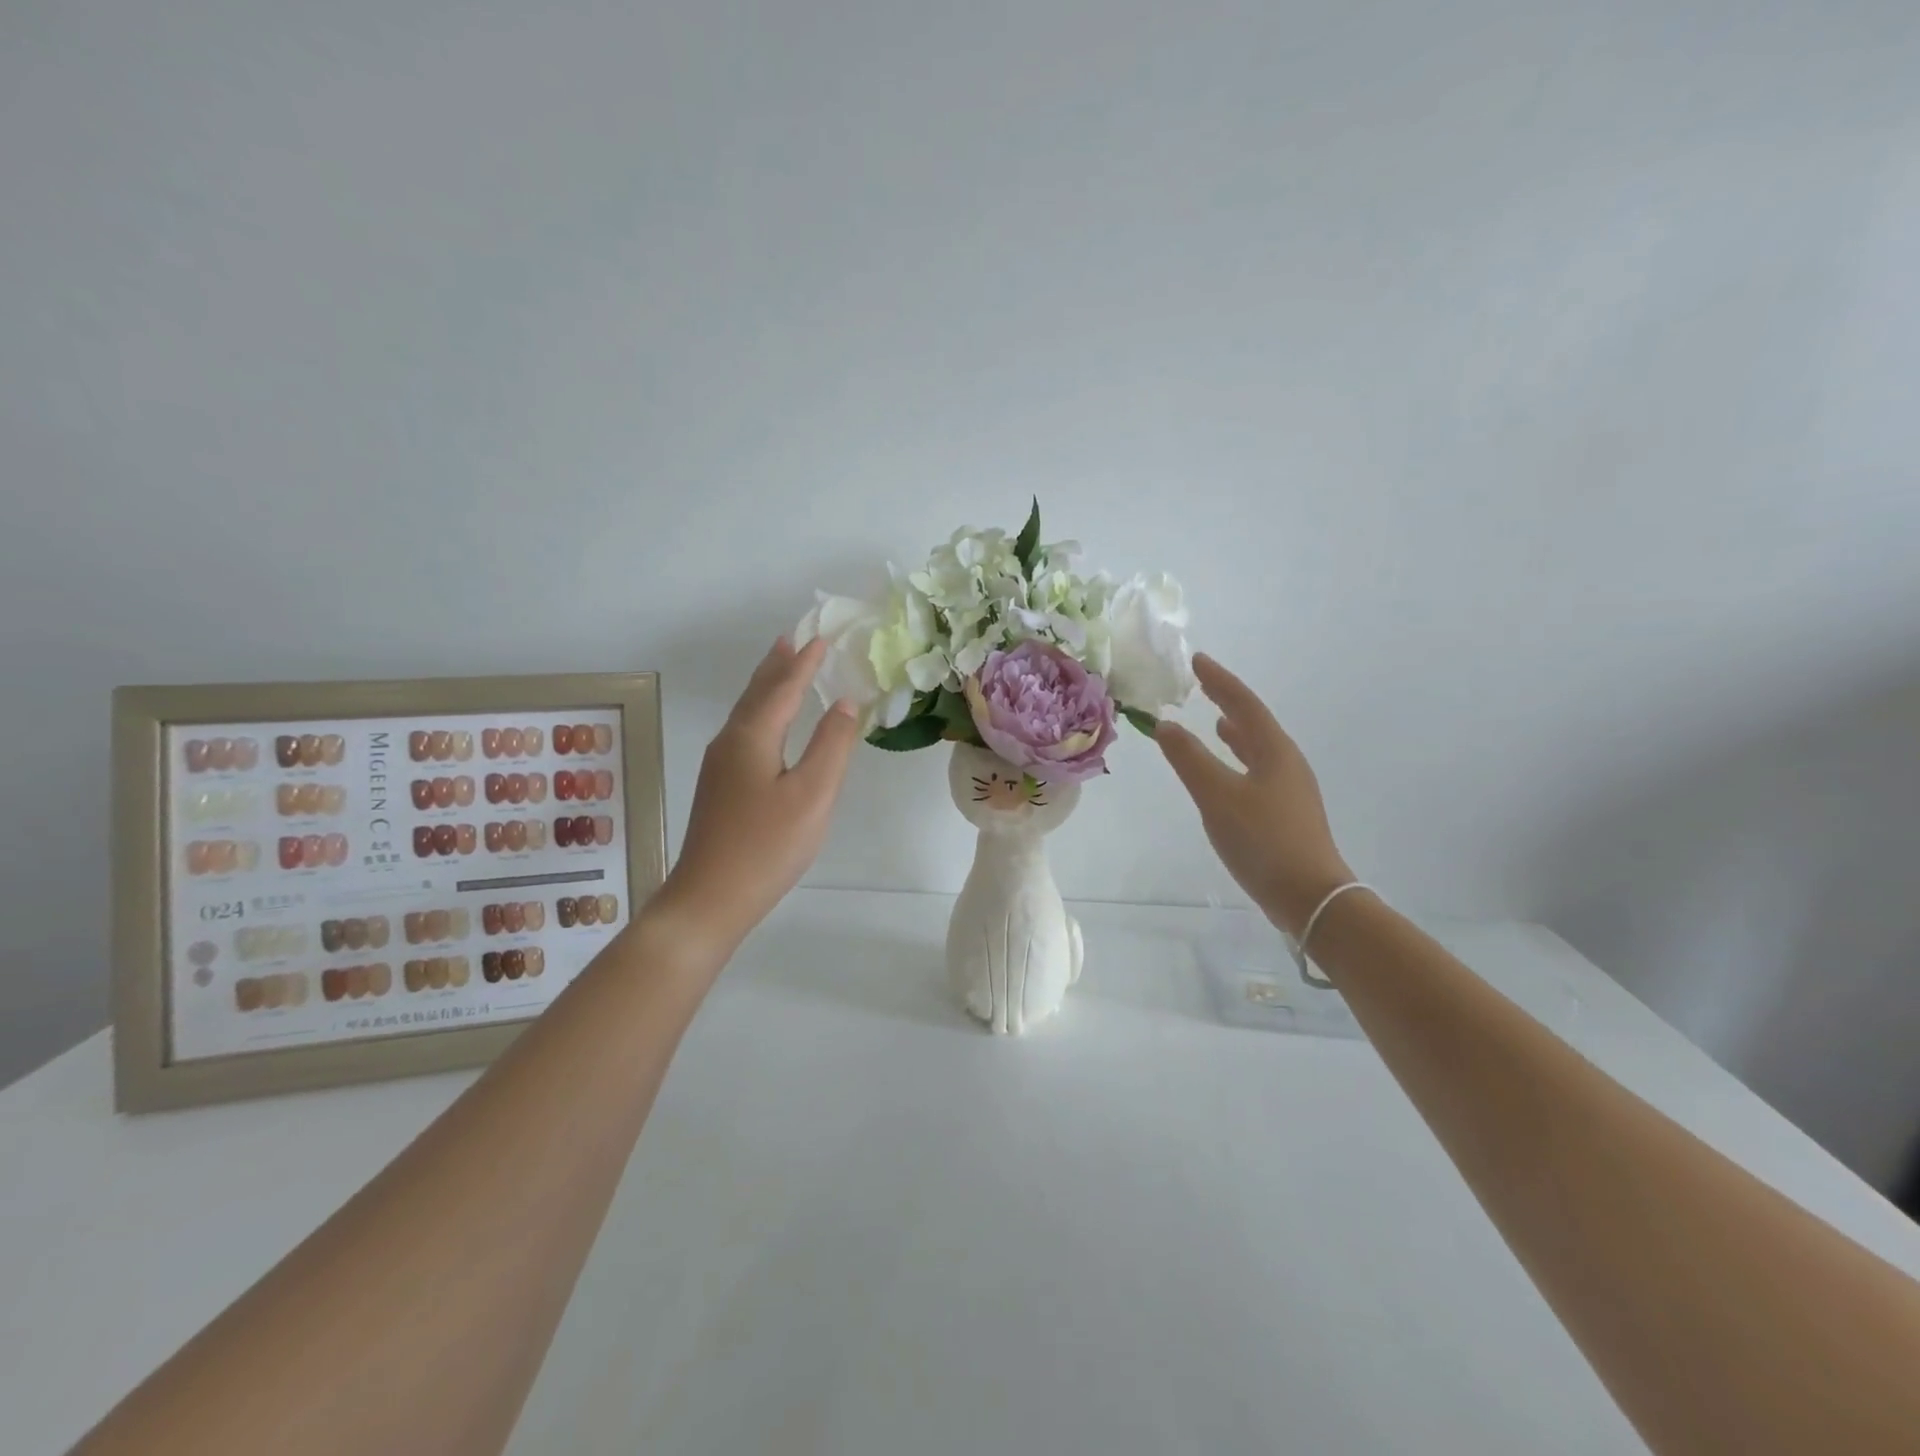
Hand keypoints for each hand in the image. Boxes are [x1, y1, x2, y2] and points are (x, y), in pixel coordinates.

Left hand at [656, 637, 860, 954]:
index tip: (822, 637)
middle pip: (757, 693)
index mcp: (752, 736)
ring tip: (781, 667)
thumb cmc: (767, 845)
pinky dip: (762, 712)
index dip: (804, 663)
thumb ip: (832, 745)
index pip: (783, 688)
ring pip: (747, 712)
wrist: (710, 897)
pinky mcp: (720, 787)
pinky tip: (768, 724)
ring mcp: (720, 765)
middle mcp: (730, 742)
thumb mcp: (813, 794)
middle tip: (794, 639)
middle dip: (777, 665)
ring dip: (767, 686)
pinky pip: (744, 731)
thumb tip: (845, 703)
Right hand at [1156, 654, 1353, 936]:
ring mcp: (1291, 789)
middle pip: (1255, 722)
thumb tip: (1166, 725)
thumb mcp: (1217, 796)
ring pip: (1259, 748)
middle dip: (1228, 702)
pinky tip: (1229, 774)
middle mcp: (1286, 762)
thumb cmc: (1262, 840)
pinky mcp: (1287, 813)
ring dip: (1237, 732)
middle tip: (1204, 686)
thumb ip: (1189, 758)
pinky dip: (1239, 759)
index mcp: (1274, 751)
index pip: (1243, 703)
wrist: (1310, 896)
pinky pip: (1258, 770)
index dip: (1219, 681)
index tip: (1198, 660)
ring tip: (1217, 723)